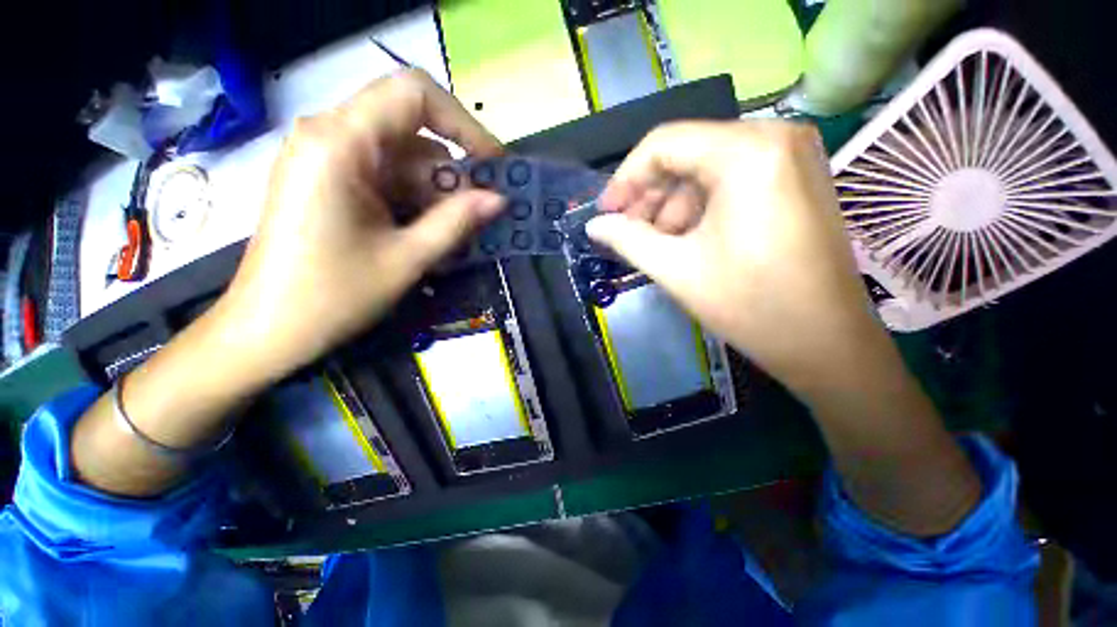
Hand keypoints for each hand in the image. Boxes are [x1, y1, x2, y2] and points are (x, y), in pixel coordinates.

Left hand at [216, 69, 503, 379]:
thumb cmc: (332, 296)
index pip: (415, 94)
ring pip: (402, 158)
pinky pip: (385, 176)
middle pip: (411, 131)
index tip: (493, 166)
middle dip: (452, 172)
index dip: (464, 124)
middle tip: (482, 213)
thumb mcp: (407, 259)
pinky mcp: (329, 181)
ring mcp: (327, 158)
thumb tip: (499, 199)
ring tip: (458, 234)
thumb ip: (457, 222)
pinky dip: (415, 200)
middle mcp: (329, 136)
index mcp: (340, 143)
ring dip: (436, 192)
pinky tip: (429, 233)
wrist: (268, 330)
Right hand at [587, 120, 884, 396]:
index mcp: (747, 152)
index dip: (626, 178)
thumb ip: (627, 239)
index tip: (606, 213)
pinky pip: (732, 179)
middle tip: (628, 231)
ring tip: (657, 243)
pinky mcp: (797, 179)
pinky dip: (701, 206)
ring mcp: (792, 156)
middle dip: (650, 195)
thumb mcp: (675, 269)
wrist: (826, 343)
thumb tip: (594, 226)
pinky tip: (688, 238)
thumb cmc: (749, 305)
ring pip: (708, 168)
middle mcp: (775, 137)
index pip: (664, 143)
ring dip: (673, 205)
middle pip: (688, 153)